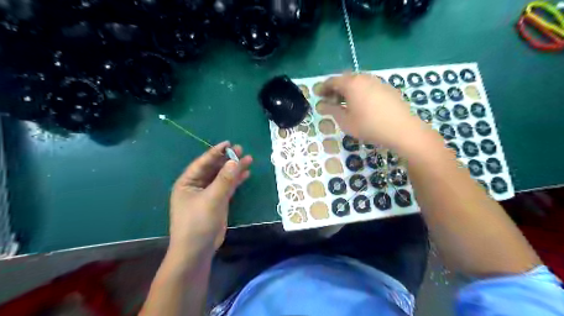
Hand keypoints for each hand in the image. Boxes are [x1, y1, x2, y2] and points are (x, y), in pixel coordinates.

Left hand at [168, 142, 251, 256]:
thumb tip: (235, 161)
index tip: (229, 143)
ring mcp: (207, 194)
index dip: (216, 152)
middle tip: (242, 150)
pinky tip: (245, 174)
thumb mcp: (212, 199)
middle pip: (214, 168)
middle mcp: (196, 186)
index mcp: (187, 182)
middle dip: (227, 159)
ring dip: (234, 169)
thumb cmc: (198, 222)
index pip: (203, 163)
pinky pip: (227, 187)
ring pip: (222, 177)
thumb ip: (224, 180)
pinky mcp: (217, 202)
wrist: (197, 250)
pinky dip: (236, 181)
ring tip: (248, 159)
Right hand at [319, 73, 429, 150]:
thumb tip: (321, 105)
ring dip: (348, 91)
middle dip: (335, 89)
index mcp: (351, 83)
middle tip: (330, 100)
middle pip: (345, 79)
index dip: (323, 88)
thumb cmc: (369, 125)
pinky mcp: (387, 88)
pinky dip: (360, 92)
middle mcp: (364, 78)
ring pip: (358, 82)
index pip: (332, 81)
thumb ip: (331, 110)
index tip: (318, 95)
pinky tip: (362, 105)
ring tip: (345, 104)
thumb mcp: (345, 121)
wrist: (402, 129)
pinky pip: (368, 87)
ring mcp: (377, 82)